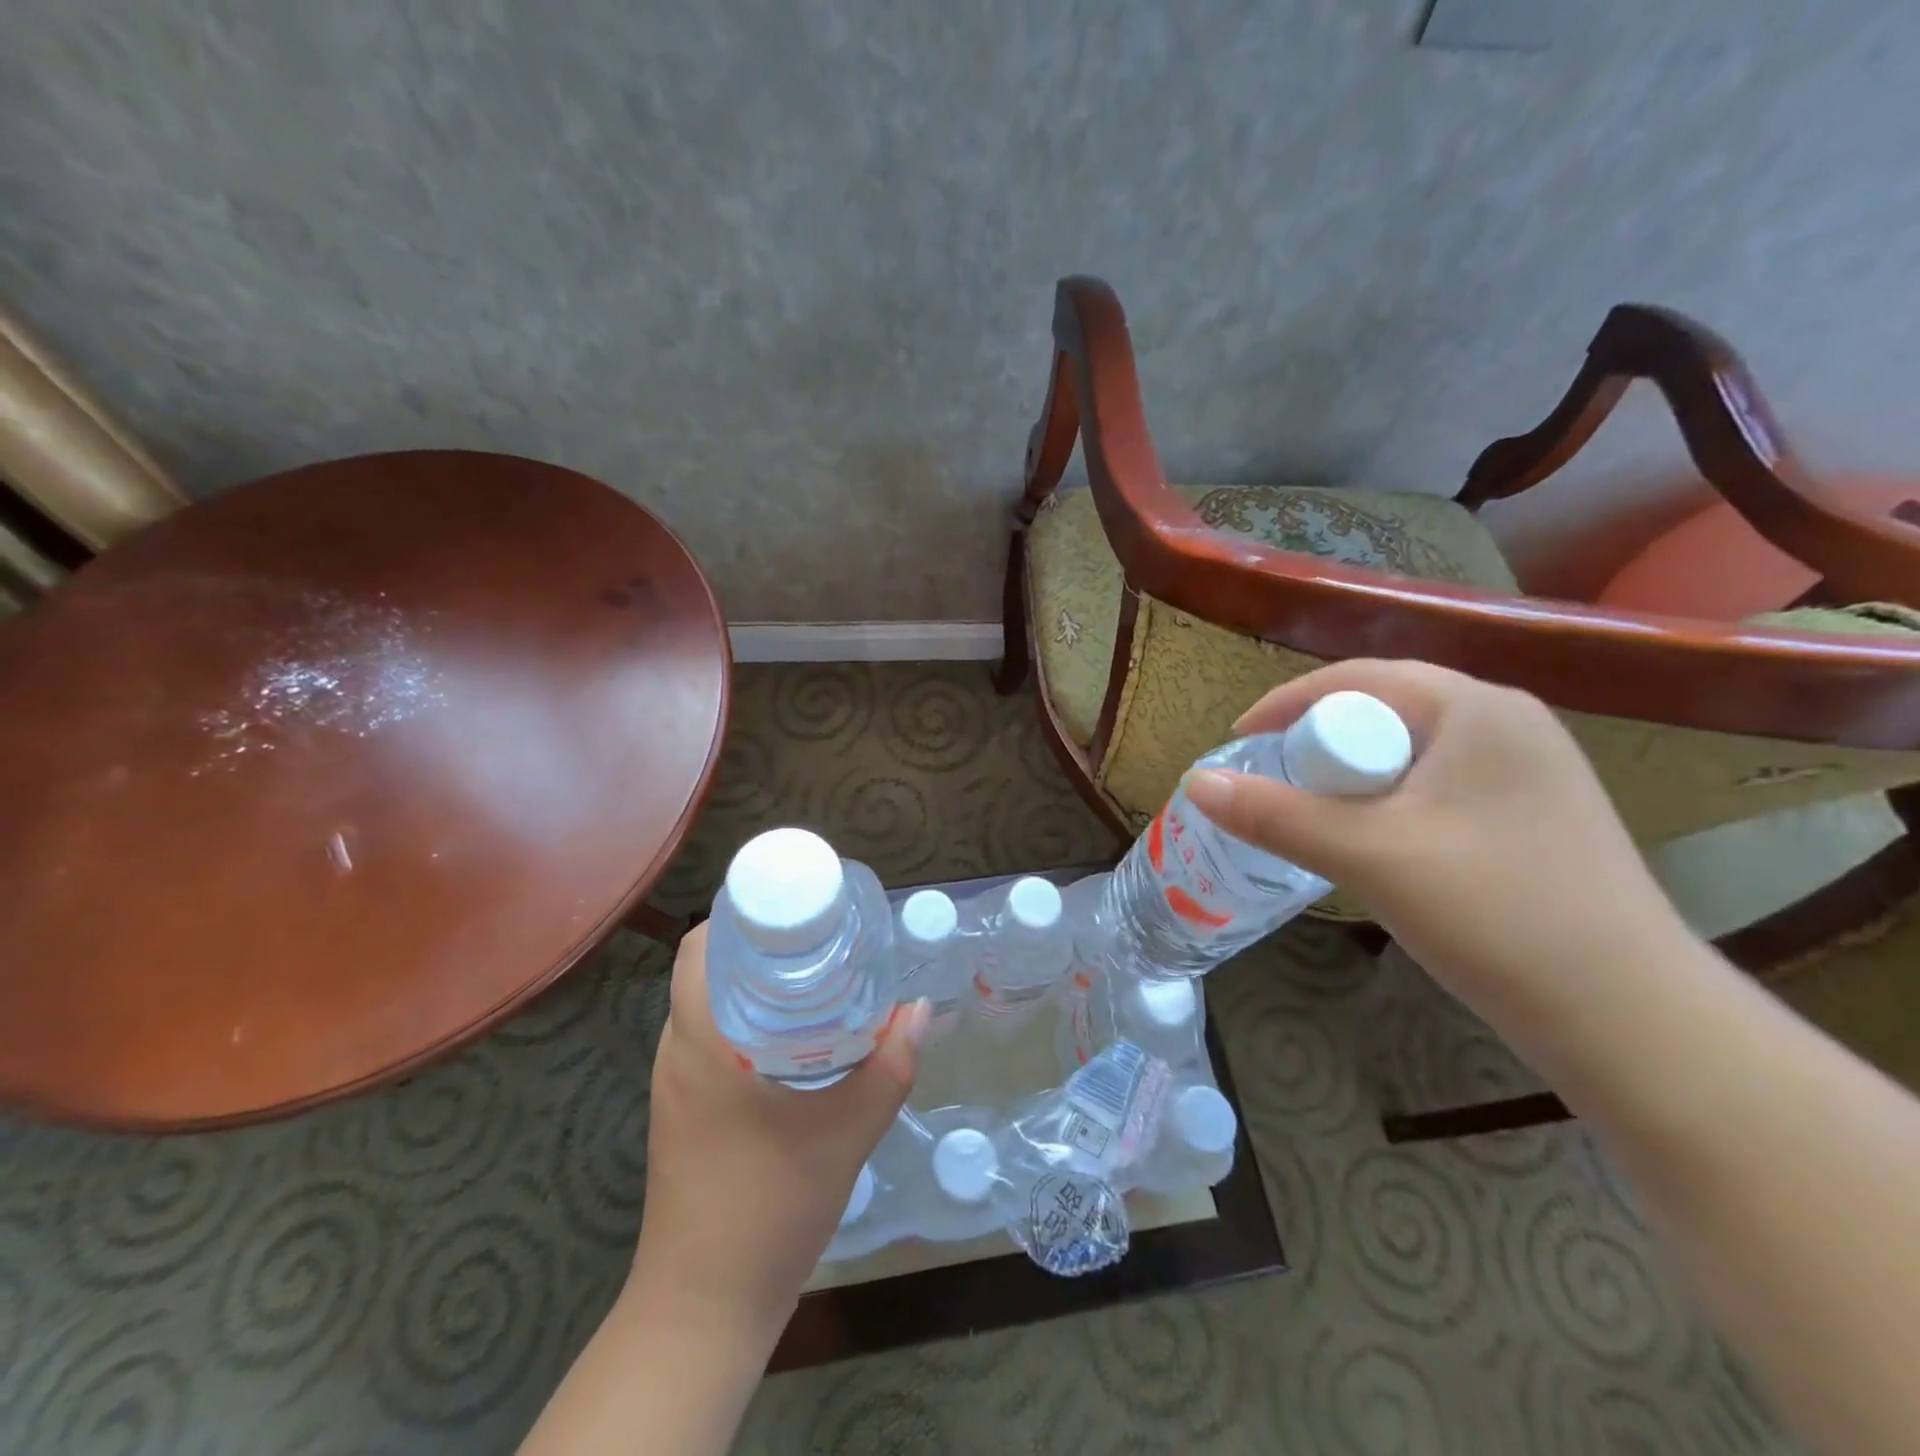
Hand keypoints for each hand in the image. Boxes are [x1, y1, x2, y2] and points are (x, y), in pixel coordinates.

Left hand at [630, 923, 929, 1343]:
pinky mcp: (683, 1111)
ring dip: (751, 982)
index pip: (699, 949)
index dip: (740, 914)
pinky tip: (792, 1033)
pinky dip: (745, 1018)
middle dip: (758, 944)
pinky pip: (709, 1038)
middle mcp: (677, 1052)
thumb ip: (889, 1068)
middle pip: (705, 969)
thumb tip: (920, 1010)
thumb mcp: (846, 1134)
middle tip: (818, 935)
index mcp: (702, 1043)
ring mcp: (674, 1084)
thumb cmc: (769, 1208)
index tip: (794, 907)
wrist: (705, 1308)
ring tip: (812, 972)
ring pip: (707, 1004)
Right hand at [1183, 659, 1688, 1029]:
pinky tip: (1371, 839)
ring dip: (1351, 774)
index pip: (1359, 678)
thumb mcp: (1370, 856)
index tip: (1239, 742)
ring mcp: (1527, 769)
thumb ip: (1276, 815)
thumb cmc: (1496, 913)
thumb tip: (1194, 782)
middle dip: (1319, 741)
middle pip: (1384, 709)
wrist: (1629, 1017)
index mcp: (1476, 709)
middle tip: (1272, 782)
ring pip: (1408, 750)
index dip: (1288, 705)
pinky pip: (1435, 782)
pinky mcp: (1531, 813)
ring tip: (1312, 812)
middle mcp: (1507, 722)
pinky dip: (1387, 799)